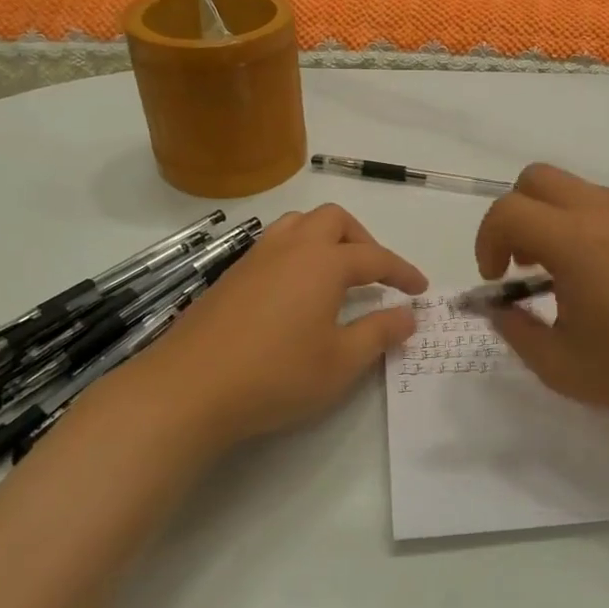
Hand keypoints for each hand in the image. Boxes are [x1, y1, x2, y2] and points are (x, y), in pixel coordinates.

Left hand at [120, 204, 426, 452]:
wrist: (188, 388)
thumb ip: (379, 333)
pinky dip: (297, 252)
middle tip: (375, 275)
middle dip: (363, 240)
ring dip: (326, 238)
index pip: (375, 258)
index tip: (420, 289)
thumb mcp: (340, 363)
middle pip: (334, 220)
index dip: (402, 271)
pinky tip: (295, 290)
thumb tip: (408, 315)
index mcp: (323, 263)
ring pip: (298, 224)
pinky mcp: (231, 276)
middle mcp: (291, 248)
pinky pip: (274, 244)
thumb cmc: (275, 375)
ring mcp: (255, 258)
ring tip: (335, 273)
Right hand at [474, 165, 608, 430]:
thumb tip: (500, 307)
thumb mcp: (559, 366)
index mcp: (576, 242)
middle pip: (538, 178)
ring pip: (581, 191)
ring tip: (581, 276)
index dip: (487, 241)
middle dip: (518, 215)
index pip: (507, 211)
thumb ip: (515, 330)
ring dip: (561, 223)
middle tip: (529, 264)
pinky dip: (602, 229)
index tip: (497, 279)